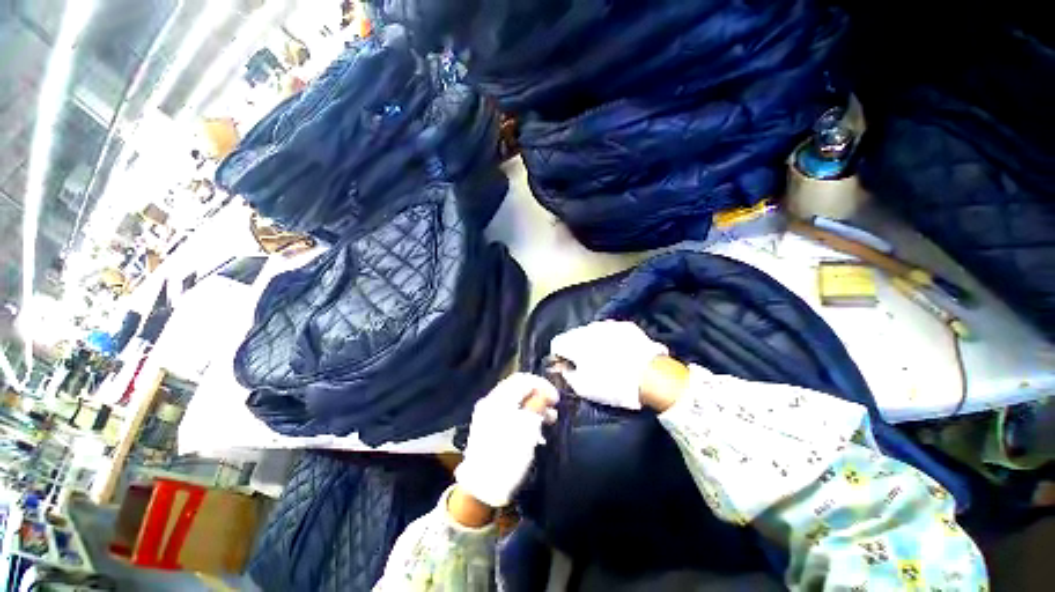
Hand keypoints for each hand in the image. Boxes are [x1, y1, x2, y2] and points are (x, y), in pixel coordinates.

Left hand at [453, 373, 558, 512]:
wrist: (481, 487)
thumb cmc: (508, 456)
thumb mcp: (528, 428)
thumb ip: (537, 404)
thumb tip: (545, 392)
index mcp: (499, 398)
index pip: (523, 379)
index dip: (542, 385)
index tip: (556, 398)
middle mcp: (491, 401)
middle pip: (518, 389)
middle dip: (538, 395)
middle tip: (553, 408)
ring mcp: (487, 414)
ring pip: (515, 401)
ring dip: (533, 407)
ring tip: (549, 420)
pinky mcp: (487, 426)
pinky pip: (508, 412)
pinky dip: (523, 416)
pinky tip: (534, 430)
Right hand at [549, 320, 667, 409]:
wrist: (650, 376)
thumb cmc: (612, 385)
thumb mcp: (583, 388)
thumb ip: (567, 374)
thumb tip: (563, 367)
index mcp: (574, 342)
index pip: (556, 343)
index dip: (559, 356)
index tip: (566, 366)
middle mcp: (588, 328)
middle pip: (573, 335)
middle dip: (575, 347)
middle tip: (584, 364)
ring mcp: (607, 324)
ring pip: (591, 331)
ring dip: (592, 341)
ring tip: (603, 357)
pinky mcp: (624, 325)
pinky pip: (610, 330)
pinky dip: (609, 339)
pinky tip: (618, 351)